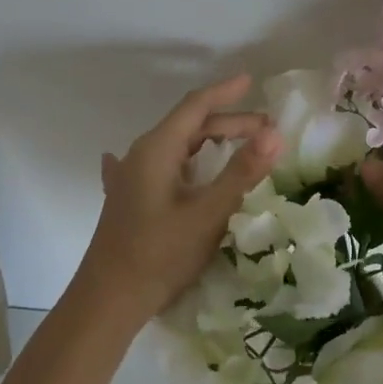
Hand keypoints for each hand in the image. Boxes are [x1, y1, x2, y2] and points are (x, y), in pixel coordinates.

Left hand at [74, 75, 279, 326]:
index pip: (195, 107)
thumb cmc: (159, 254)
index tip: (251, 81)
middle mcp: (141, 155)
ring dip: (210, 142)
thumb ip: (242, 172)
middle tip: (267, 131)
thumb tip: (275, 133)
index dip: (225, 92)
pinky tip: (173, 165)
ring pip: (177, 148)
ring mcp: (132, 178)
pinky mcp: (130, 200)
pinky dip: (184, 160)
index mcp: (157, 149)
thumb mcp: (208, 213)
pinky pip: (163, 167)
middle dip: (228, 123)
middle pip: (189, 127)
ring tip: (240, 146)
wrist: (107, 302)